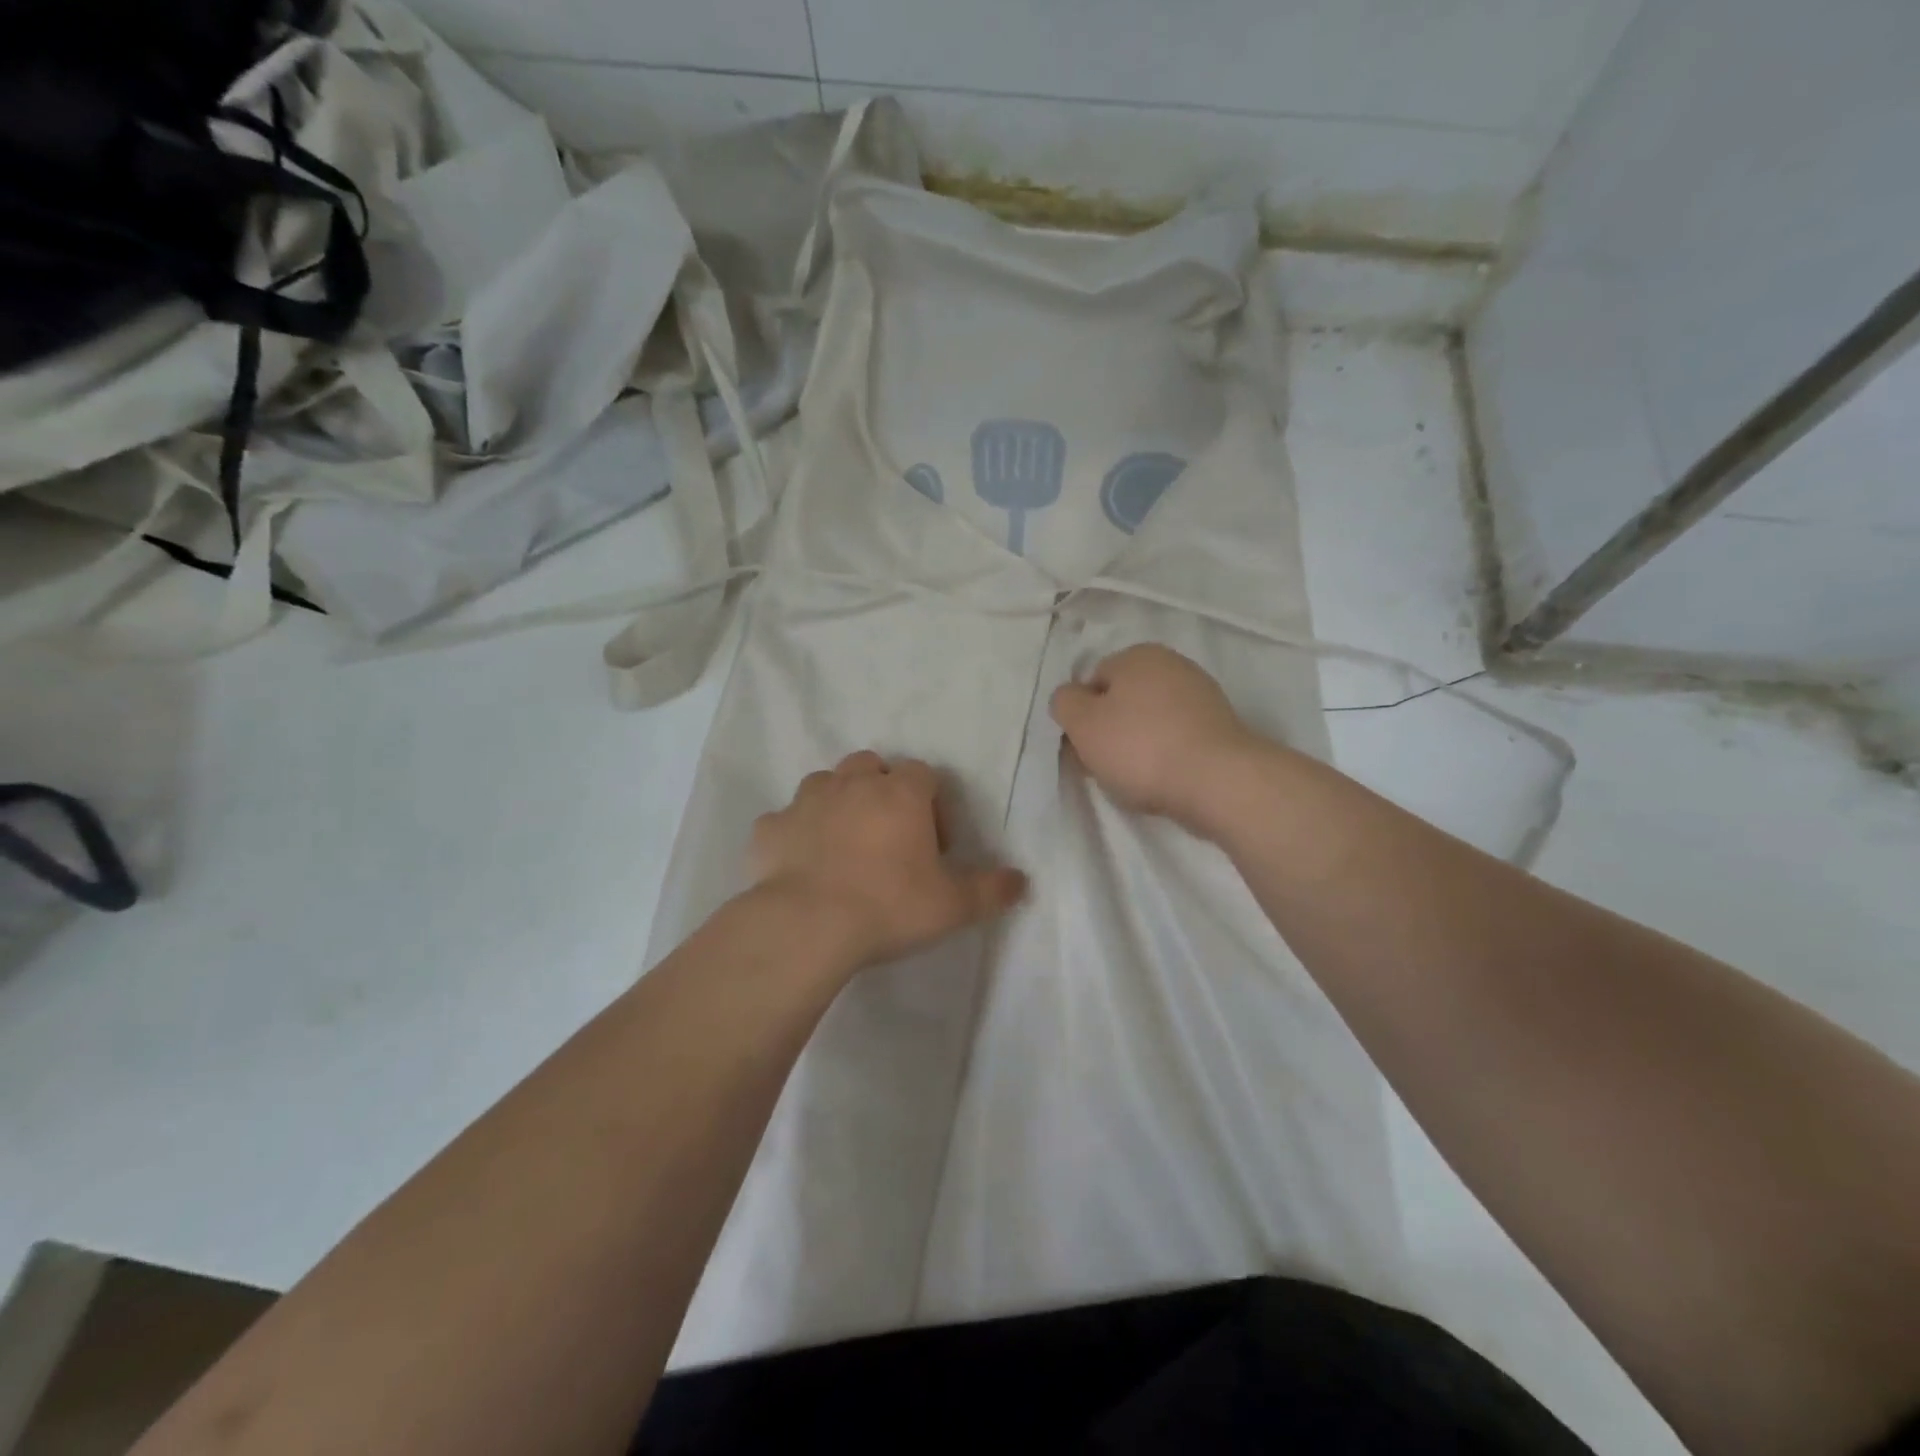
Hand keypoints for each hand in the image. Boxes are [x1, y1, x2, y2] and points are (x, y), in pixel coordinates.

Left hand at [749, 752, 1027, 968]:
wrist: (807, 925)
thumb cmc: (888, 905)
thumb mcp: (953, 905)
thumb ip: (991, 890)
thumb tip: (1021, 881)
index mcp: (900, 792)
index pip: (924, 774)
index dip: (934, 804)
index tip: (935, 845)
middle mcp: (852, 783)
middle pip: (872, 766)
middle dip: (883, 791)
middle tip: (890, 836)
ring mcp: (806, 801)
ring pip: (826, 784)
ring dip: (839, 804)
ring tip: (845, 846)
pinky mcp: (769, 827)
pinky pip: (786, 820)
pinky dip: (797, 833)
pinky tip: (803, 863)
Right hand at [1050, 644, 1263, 830]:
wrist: (1217, 781)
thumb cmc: (1140, 748)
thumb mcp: (1083, 724)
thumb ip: (1065, 703)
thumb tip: (1070, 697)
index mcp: (1137, 655)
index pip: (1092, 681)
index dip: (1081, 716)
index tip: (1083, 748)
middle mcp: (1172, 664)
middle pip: (1123, 700)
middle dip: (1110, 731)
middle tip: (1105, 765)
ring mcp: (1201, 695)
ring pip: (1150, 720)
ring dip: (1138, 745)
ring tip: (1136, 777)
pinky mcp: (1220, 727)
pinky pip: (1177, 738)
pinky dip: (1166, 755)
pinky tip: (1164, 778)